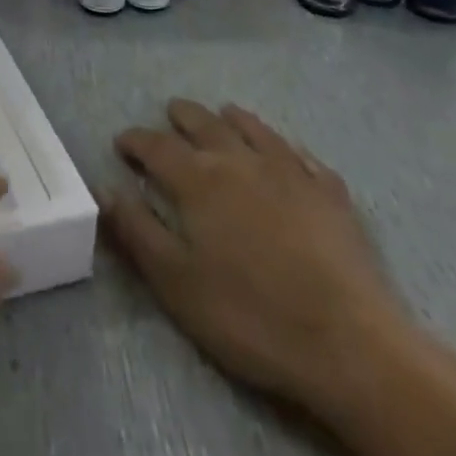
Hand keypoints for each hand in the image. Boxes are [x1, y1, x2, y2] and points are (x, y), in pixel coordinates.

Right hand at [102, 100, 406, 419]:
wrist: (349, 342)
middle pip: (204, 124)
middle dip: (182, 117)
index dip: (136, 141)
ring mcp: (290, 171)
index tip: (122, 142)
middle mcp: (240, 160)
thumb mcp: (177, 283)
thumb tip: (106, 188)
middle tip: (170, 114)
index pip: (156, 146)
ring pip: (253, 129)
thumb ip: (137, 231)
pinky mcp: (330, 192)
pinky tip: (286, 152)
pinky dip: (283, 146)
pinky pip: (301, 154)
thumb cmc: (250, 316)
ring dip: (232, 118)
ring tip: (223, 113)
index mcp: (199, 180)